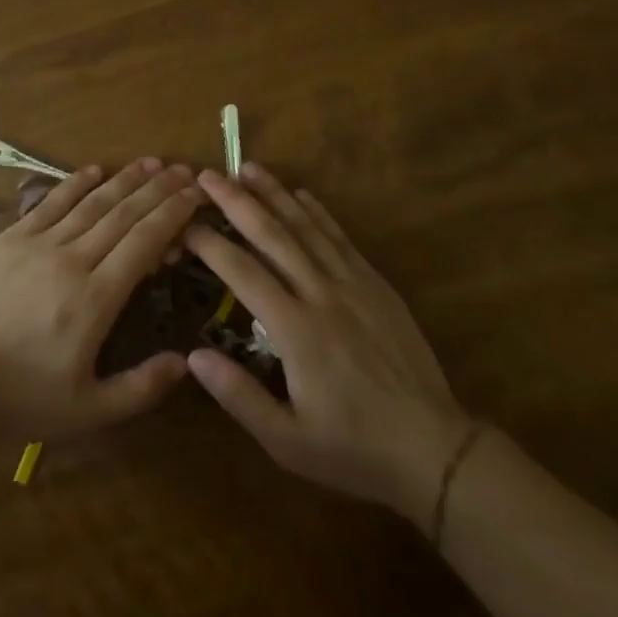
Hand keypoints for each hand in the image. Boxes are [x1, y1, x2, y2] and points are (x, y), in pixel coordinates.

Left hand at [0, 158, 202, 442]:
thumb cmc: (22, 397)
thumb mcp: (88, 410)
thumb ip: (140, 387)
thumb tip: (185, 363)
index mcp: (96, 299)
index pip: (144, 242)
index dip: (172, 214)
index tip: (195, 194)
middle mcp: (73, 259)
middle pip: (123, 214)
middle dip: (158, 190)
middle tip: (184, 170)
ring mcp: (39, 243)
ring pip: (91, 202)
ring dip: (124, 179)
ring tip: (151, 162)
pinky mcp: (12, 238)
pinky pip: (51, 202)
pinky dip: (76, 183)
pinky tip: (95, 169)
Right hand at [185, 165, 472, 519]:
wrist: (434, 449)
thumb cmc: (354, 448)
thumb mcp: (288, 442)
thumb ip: (239, 396)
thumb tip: (194, 355)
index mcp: (296, 330)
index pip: (242, 272)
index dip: (210, 244)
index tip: (183, 223)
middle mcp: (321, 295)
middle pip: (272, 236)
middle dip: (236, 202)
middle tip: (208, 175)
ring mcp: (353, 284)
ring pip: (307, 227)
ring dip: (275, 194)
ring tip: (248, 167)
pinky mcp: (375, 285)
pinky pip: (341, 238)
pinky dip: (318, 212)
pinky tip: (302, 195)